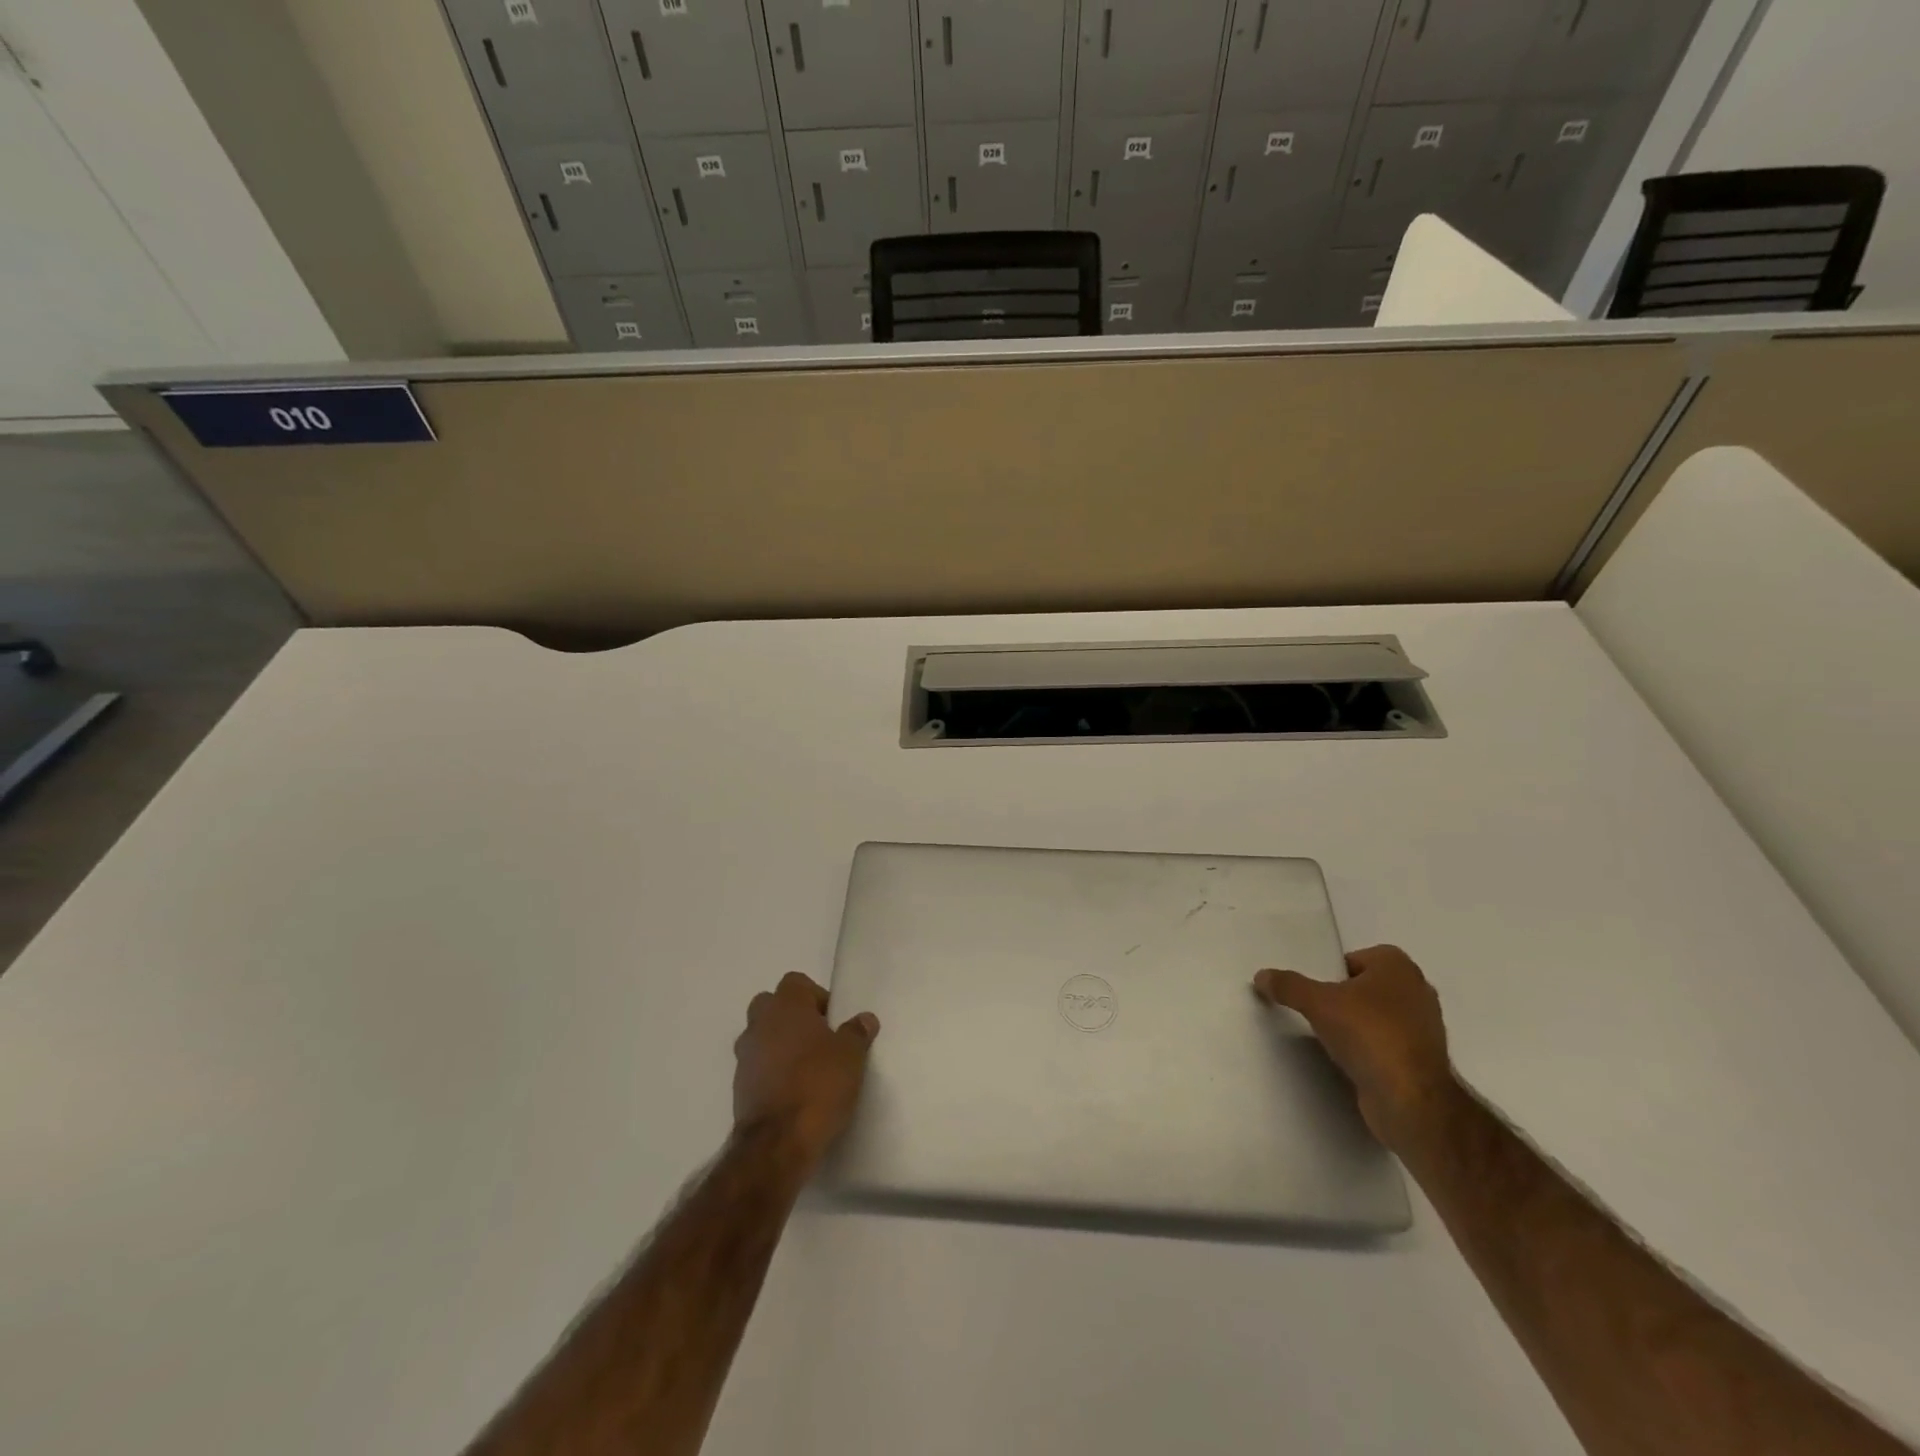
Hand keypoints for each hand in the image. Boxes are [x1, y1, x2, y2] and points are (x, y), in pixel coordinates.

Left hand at [733, 972, 879, 1171]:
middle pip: (772, 1005)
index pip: (796, 982)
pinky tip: (793, 1091)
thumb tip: (864, 1019)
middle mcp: (759, 1024)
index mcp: (786, 1006)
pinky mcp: (739, 1087)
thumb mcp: (851, 1056)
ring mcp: (745, 1056)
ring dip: (779, 1045)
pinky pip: (757, 1066)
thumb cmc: (818, 1085)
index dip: (816, 996)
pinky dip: (771, 1071)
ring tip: (806, 1068)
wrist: (778, 1143)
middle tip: (819, 1039)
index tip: (833, 1020)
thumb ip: (857, 1032)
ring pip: (761, 1036)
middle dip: (792, 1017)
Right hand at [1254, 945, 1454, 1151]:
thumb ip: (1288, 985)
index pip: (1356, 958)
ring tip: (1329, 1037)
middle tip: (1317, 1010)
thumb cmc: (1368, 1033)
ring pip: (1377, 1016)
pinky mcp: (1422, 1060)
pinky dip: (1369, 1049)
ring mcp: (1424, 1028)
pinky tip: (1348, 1060)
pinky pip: (1386, 1044)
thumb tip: (1261, 975)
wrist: (1410, 1099)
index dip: (1333, 972)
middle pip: (1366, 986)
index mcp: (1398, 966)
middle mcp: (1417, 991)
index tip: (1316, 990)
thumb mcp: (1316, 1002)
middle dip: (1344, 997)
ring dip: (1356, 1024)